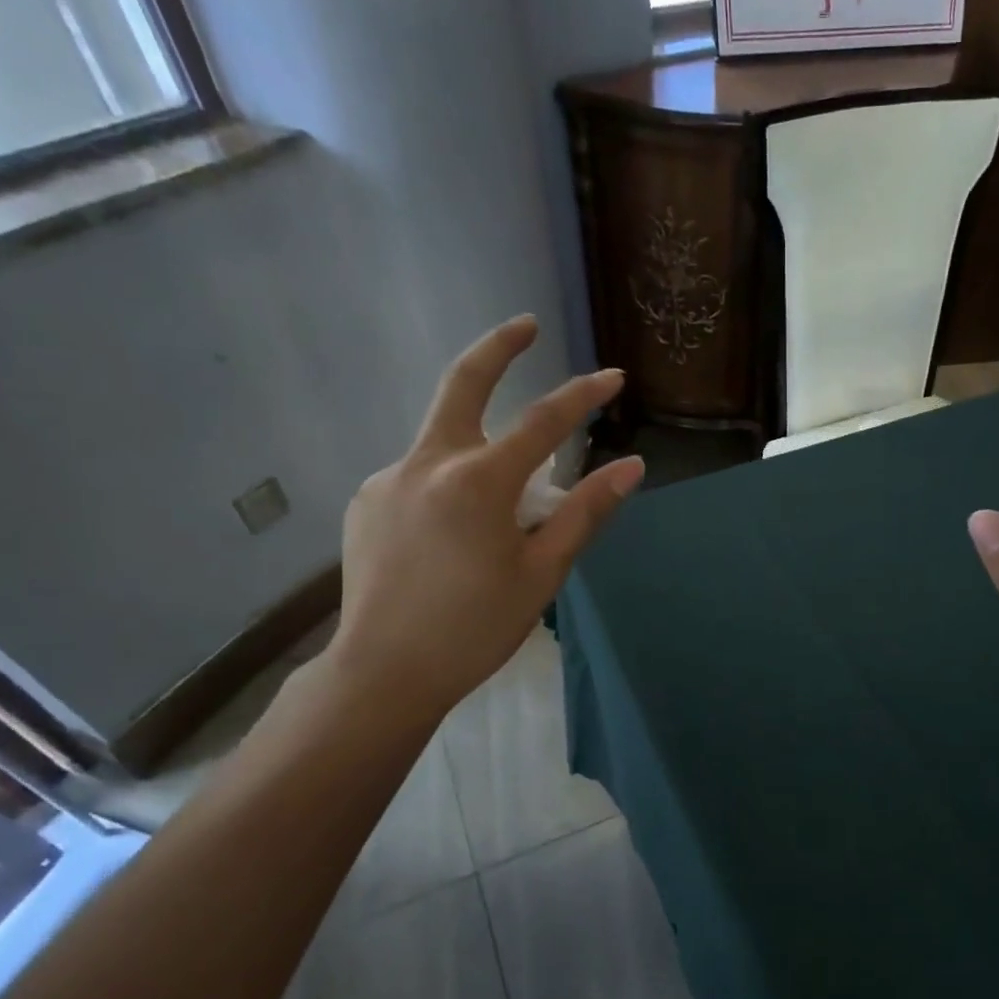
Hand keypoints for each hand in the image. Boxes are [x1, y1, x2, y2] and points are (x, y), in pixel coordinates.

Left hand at [326, 315, 642, 721]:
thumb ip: (585, 512)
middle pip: (462, 384)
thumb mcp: (542, 572)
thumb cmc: (475, 628)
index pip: (543, 422)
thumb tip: (632, 466)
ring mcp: (388, 479)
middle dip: (497, 348)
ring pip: (444, 442)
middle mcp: (427, 463)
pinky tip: (454, 536)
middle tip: (525, 325)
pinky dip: (449, 487)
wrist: (383, 672)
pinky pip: (419, 478)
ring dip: (479, 449)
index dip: (584, 396)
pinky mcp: (366, 502)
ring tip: (500, 512)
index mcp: (478, 482)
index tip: (613, 377)